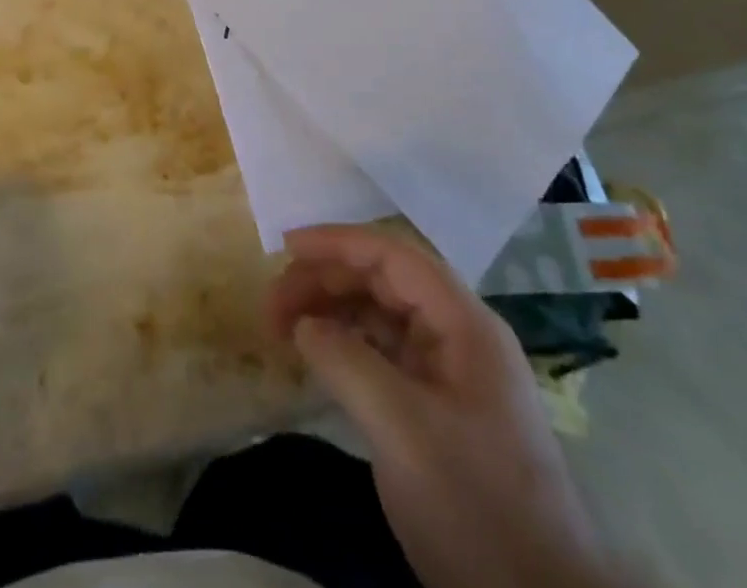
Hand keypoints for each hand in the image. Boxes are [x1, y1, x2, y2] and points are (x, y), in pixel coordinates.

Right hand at [267, 227, 617, 587]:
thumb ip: (346, 361)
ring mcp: (451, 372)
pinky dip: (346, 346)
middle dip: (326, 282)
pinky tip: (317, 358)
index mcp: (464, 323)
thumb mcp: (401, 428)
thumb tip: (303, 325)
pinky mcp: (439, 408)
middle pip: (383, 282)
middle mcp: (459, 335)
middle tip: (273, 305)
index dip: (338, 243)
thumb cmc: (474, 503)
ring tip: (283, 329)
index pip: (393, 257)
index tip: (286, 246)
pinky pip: (384, 354)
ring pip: (380, 316)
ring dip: (331, 313)